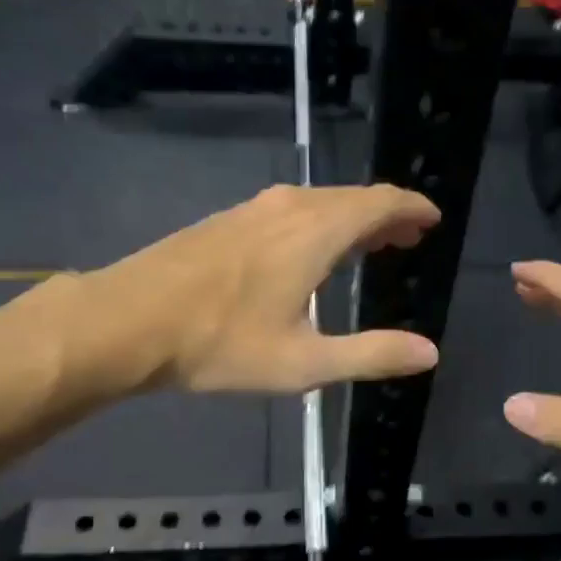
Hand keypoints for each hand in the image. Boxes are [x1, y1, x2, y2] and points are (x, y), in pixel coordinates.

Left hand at [82, 184, 442, 394]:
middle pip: (352, 198)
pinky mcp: (228, 220)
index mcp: (316, 232)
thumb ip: (371, 354)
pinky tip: (310, 252)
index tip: (432, 220)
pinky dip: (318, 223)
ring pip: (319, 203)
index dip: (411, 208)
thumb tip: (429, 353)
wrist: (128, 321)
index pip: (380, 202)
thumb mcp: (304, 362)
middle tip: (406, 240)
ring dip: (351, 219)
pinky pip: (291, 211)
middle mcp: (289, 207)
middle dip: (385, 216)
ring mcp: (254, 210)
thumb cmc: (221, 343)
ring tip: (368, 247)